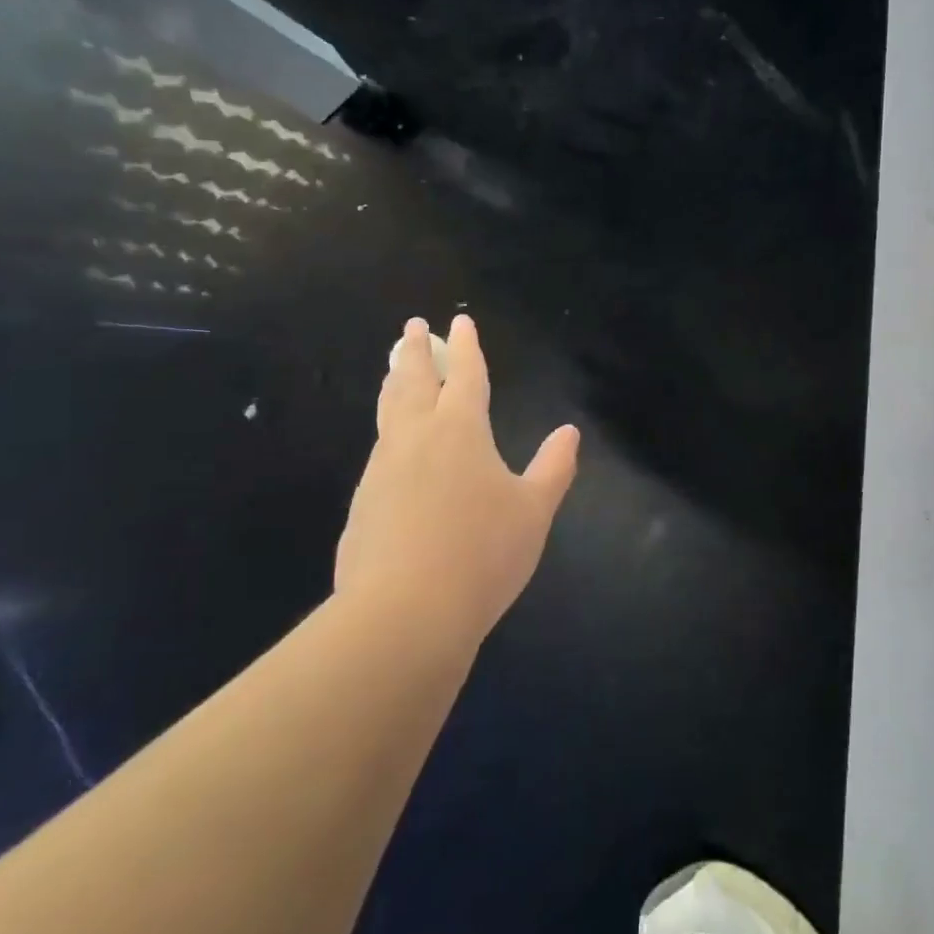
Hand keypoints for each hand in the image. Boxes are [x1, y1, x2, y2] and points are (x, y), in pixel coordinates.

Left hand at [335, 315, 579, 640]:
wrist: (403, 613)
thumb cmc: (482, 553)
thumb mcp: (533, 510)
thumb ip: (553, 467)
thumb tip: (569, 432)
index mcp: (460, 430)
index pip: (464, 375)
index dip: (465, 347)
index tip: (460, 321)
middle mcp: (416, 439)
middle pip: (412, 382)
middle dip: (415, 352)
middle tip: (412, 328)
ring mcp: (382, 470)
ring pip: (388, 413)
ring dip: (394, 385)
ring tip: (393, 370)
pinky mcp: (363, 504)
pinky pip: (380, 452)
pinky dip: (388, 432)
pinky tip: (394, 448)